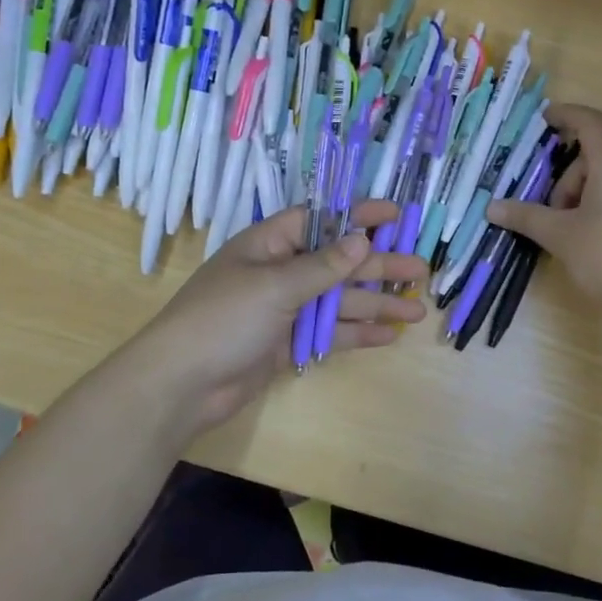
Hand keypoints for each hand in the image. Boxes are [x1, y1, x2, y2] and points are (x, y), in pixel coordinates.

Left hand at [121, 200, 428, 438]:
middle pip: (338, 264)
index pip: (321, 220)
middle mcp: (279, 273)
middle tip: (421, 271)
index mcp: (269, 245)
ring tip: (416, 310)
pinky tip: (387, 336)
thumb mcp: (275, 286)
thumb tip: (362, 239)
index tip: (395, 215)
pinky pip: (328, 333)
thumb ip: (323, 266)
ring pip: (338, 302)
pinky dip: (356, 334)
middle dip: (379, 267)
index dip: (358, 216)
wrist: (180, 385)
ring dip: (375, 304)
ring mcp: (283, 311)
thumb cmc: (223, 319)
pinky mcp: (286, 344)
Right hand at [487, 104, 601, 333]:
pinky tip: (593, 242)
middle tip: (552, 214)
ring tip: (571, 234)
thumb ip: (526, 216)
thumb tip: (492, 208)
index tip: (545, 118)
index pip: (590, 123)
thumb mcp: (561, 236)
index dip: (566, 115)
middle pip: (596, 157)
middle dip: (567, 179)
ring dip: (582, 196)